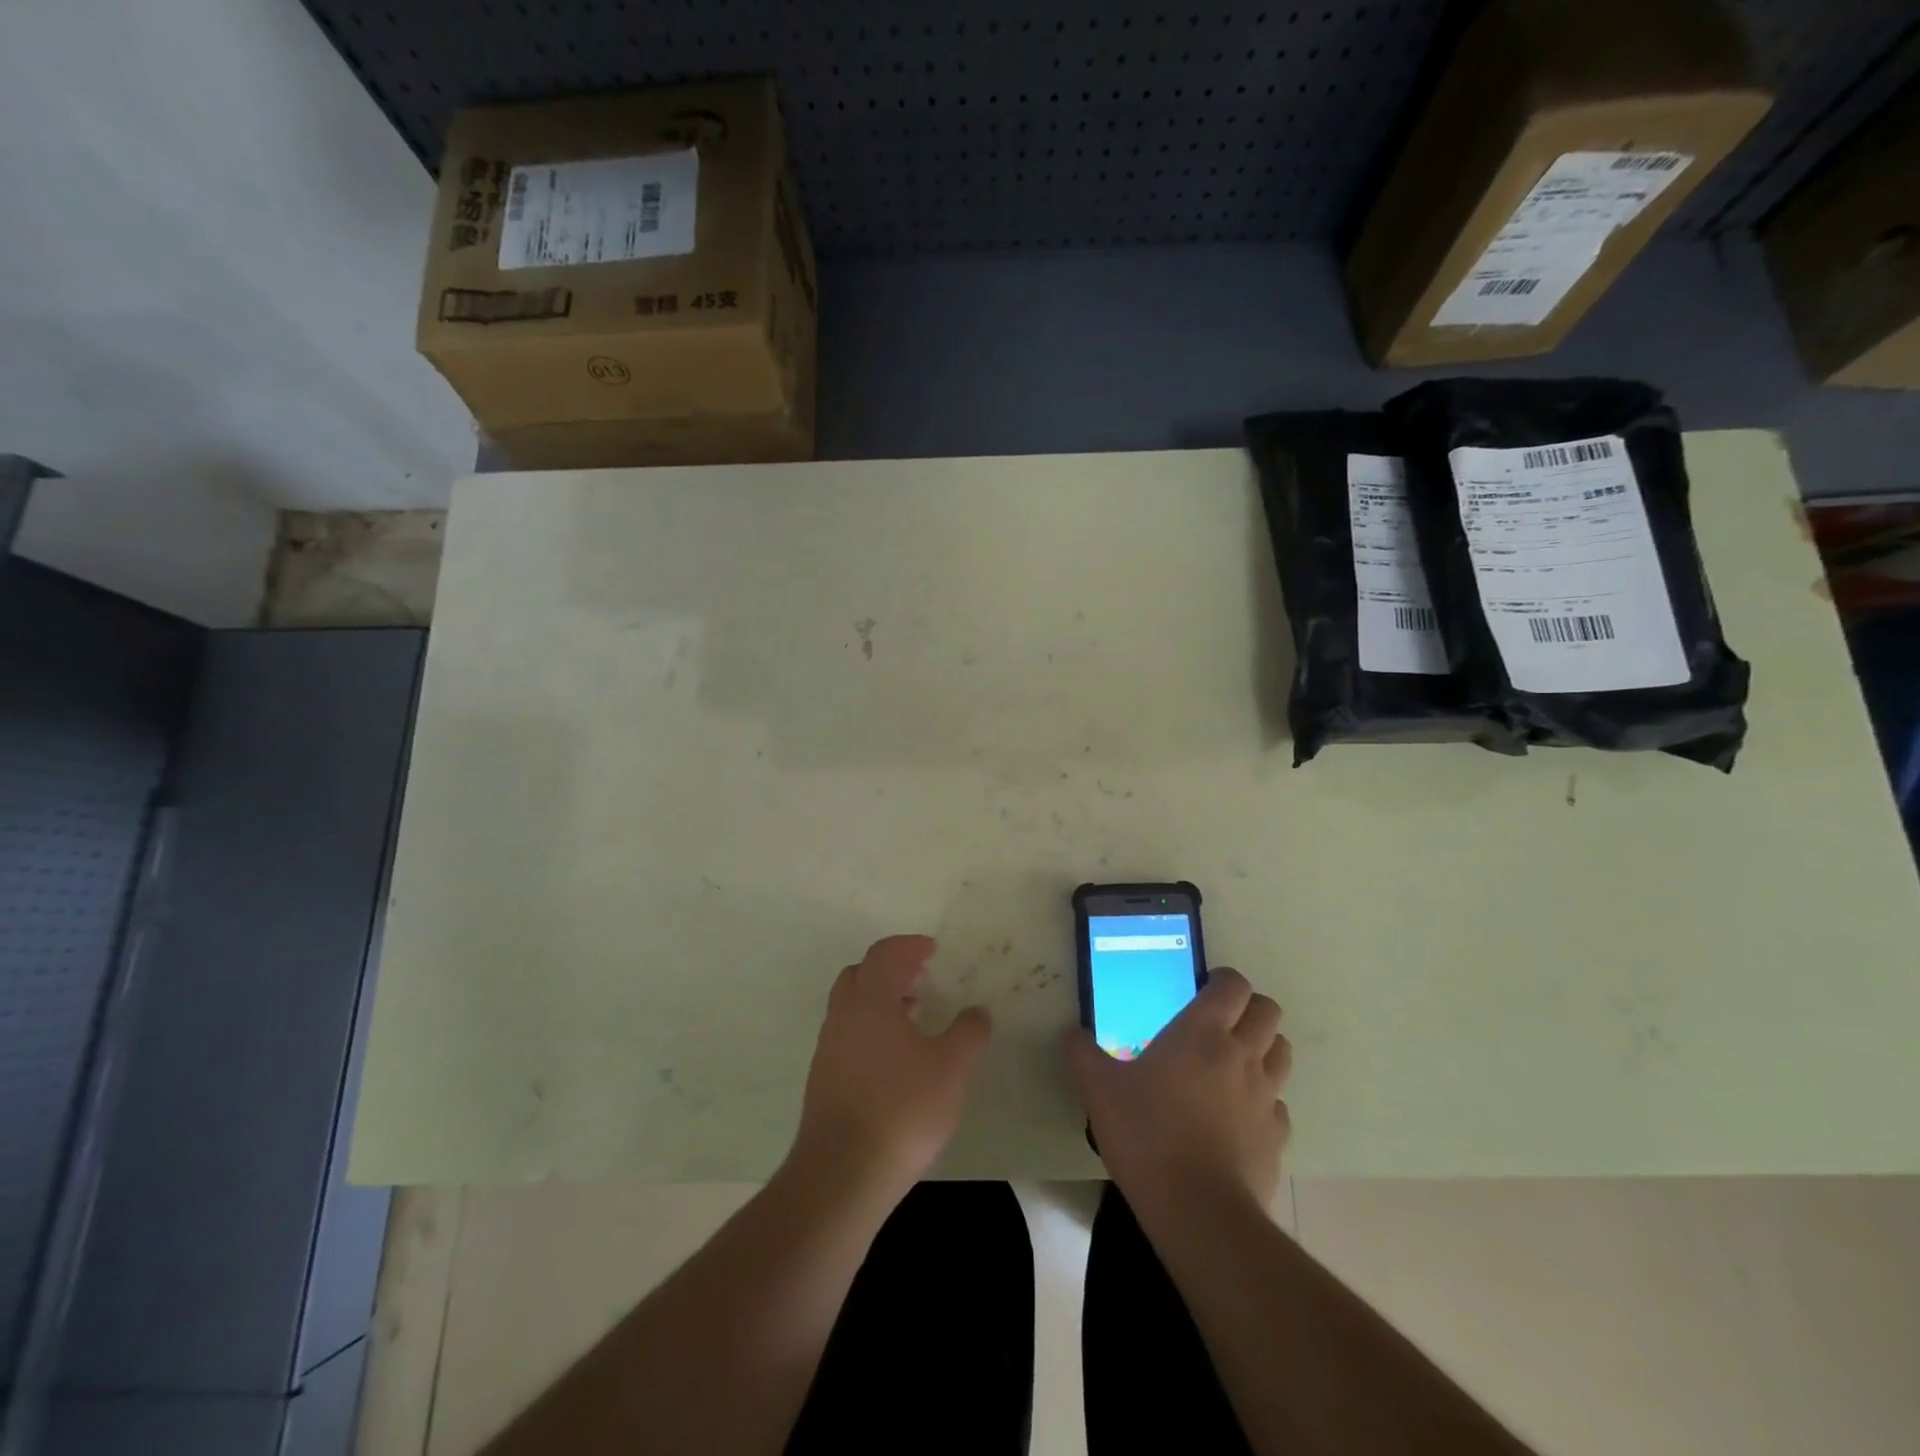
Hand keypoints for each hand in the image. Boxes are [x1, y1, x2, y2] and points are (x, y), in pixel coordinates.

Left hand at [791, 935, 991, 1201]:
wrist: (843, 1172)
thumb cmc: (903, 1108)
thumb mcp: (952, 1068)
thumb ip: (969, 1033)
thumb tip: (978, 1012)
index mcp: (870, 1000)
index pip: (884, 954)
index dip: (908, 946)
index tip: (931, 950)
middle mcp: (843, 1016)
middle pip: (861, 974)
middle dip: (891, 969)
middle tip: (920, 976)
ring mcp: (828, 1048)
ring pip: (852, 1006)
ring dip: (881, 1000)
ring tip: (913, 1014)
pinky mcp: (823, 1079)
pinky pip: (848, 1035)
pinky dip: (871, 1028)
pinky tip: (894, 1057)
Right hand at [1065, 968, 1290, 1216]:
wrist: (1197, 1210)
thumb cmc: (1146, 1134)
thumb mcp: (1099, 1090)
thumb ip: (1082, 1054)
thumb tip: (1071, 1033)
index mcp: (1203, 1032)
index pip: (1234, 985)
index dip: (1222, 980)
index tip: (1201, 988)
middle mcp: (1242, 1055)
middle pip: (1268, 1011)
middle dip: (1249, 1009)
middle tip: (1219, 1023)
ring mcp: (1265, 1096)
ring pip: (1281, 1052)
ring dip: (1263, 1048)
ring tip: (1232, 1064)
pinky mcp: (1277, 1137)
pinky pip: (1278, 1105)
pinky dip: (1263, 1101)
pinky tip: (1237, 1116)